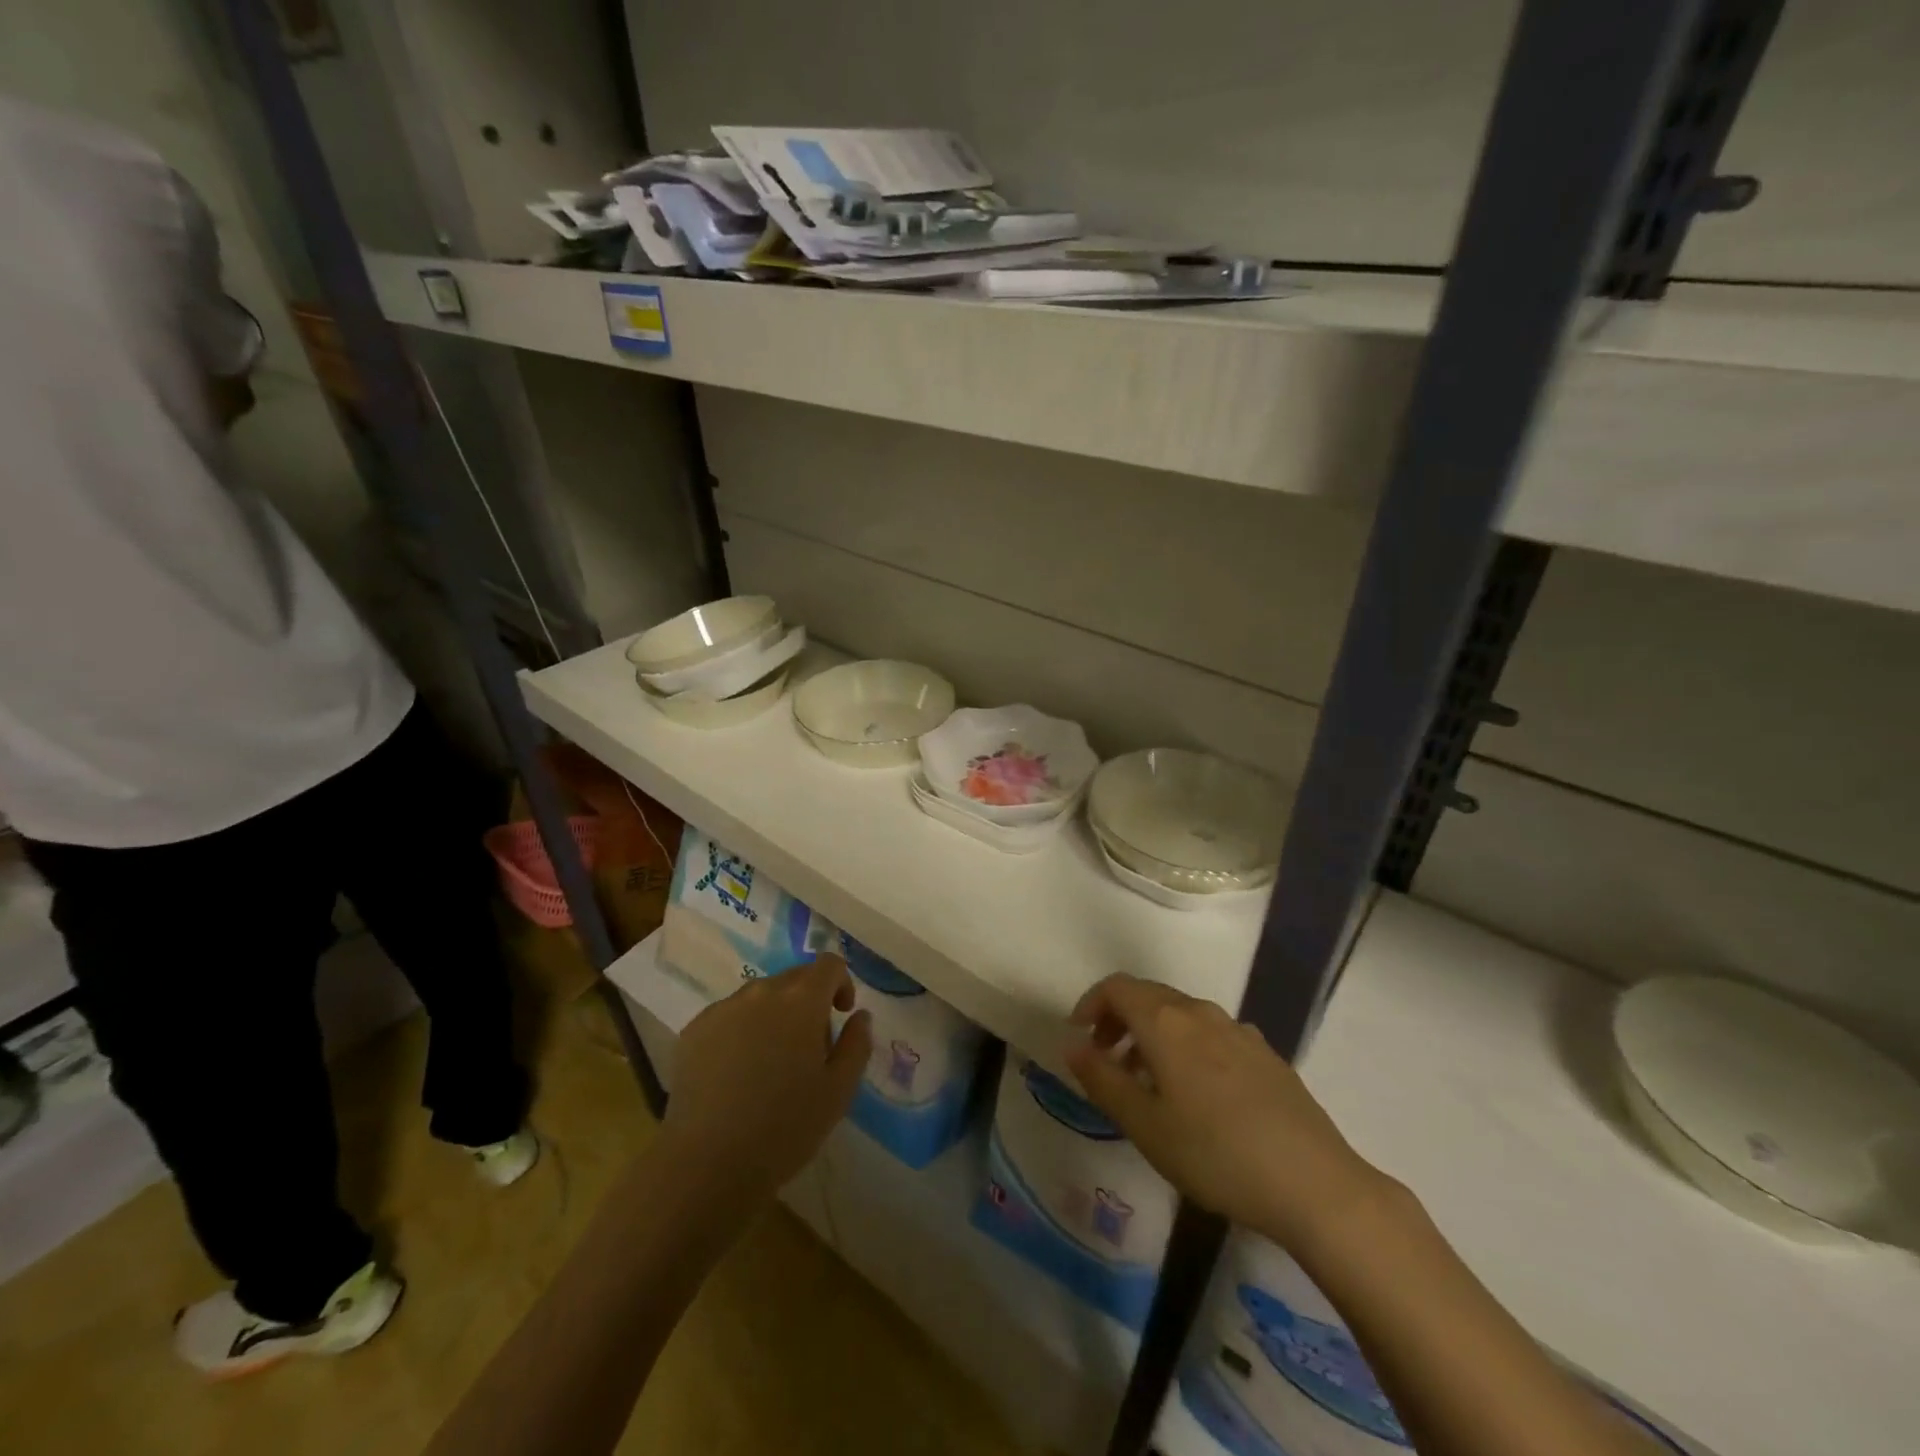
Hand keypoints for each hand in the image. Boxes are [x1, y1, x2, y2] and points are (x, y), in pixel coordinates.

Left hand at [661, 955, 871, 1209]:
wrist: (706, 1164)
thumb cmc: (785, 1127)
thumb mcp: (839, 1091)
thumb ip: (857, 1044)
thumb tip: (859, 1015)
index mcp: (801, 1000)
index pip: (828, 964)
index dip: (841, 983)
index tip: (841, 1015)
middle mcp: (761, 992)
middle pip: (793, 979)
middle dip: (808, 1003)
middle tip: (808, 1050)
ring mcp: (722, 1009)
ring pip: (759, 998)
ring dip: (773, 1017)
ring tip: (769, 1065)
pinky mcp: (693, 1030)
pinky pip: (729, 1017)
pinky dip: (741, 1032)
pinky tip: (736, 1075)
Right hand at [1065, 975, 1386, 1251]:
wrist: (1314, 1183)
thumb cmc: (1215, 1154)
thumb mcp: (1145, 1125)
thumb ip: (1102, 1079)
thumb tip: (1072, 1044)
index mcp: (1166, 1022)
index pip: (1117, 987)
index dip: (1091, 1004)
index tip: (1079, 1037)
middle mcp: (1200, 1012)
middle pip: (1148, 996)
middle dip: (1119, 1019)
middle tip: (1106, 1060)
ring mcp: (1238, 1030)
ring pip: (1181, 1015)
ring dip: (1153, 1035)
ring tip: (1147, 1083)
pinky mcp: (1265, 1054)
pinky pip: (1212, 1034)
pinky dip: (1187, 1046)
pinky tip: (1198, 1095)